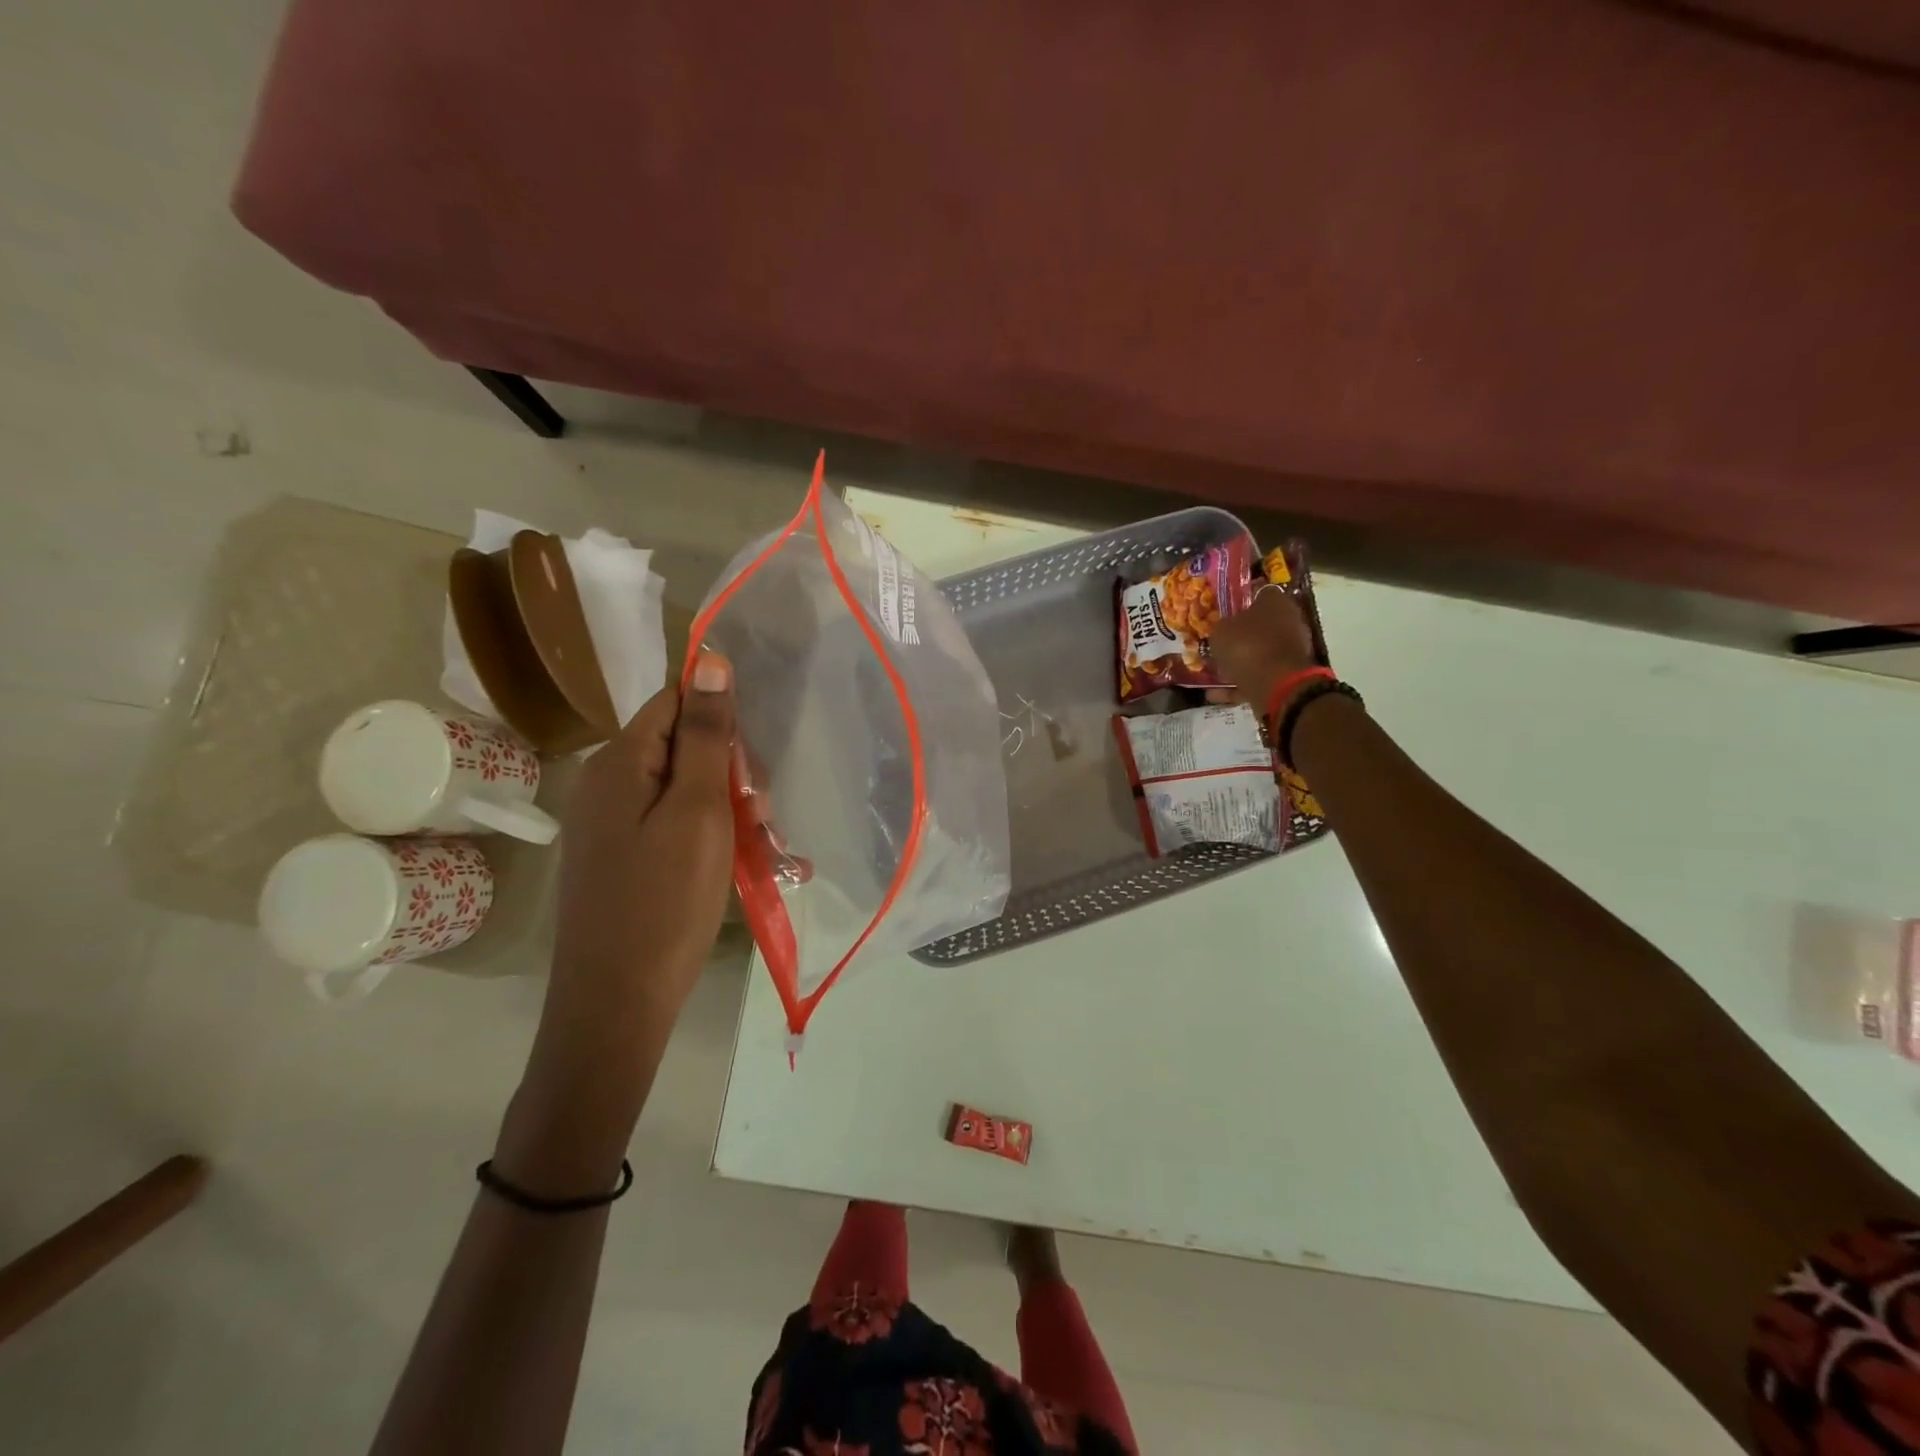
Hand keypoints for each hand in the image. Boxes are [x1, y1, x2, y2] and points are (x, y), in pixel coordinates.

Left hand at [502, 656, 737, 1185]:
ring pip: (682, 788)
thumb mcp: (697, 812)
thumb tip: (710, 661)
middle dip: (728, 769)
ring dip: (725, 806)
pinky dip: (707, 835)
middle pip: (680, 745)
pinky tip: (737, 863)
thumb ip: (704, 736)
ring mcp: (610, 825)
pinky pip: (671, 824)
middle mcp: (607, 784)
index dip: (720, 718)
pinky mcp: (621, 858)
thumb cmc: (665, 903)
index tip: (754, 758)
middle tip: (760, 813)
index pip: (674, 701)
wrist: (616, 1004)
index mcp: (620, 763)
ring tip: (759, 845)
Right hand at [1208, 585, 1319, 712]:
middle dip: (1240, 635)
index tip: (1224, 611)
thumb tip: (1223, 629)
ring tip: (1214, 673)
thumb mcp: (1220, 631)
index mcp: (1276, 602)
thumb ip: (1221, 627)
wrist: (1275, 684)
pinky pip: (1258, 676)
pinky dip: (1239, 684)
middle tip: (1217, 644)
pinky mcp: (1288, 675)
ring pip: (1259, 652)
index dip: (1240, 601)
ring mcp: (1290, 650)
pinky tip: (1216, 694)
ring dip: (1238, 662)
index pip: (1258, 593)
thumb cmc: (1247, 645)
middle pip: (1260, 625)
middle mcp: (1289, 622)